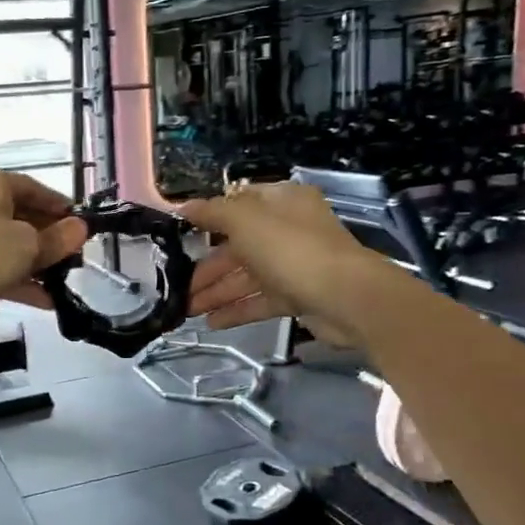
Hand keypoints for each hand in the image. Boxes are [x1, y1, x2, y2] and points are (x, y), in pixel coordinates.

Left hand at [0, 168, 88, 328]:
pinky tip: (43, 301)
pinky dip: (16, 280)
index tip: (82, 226)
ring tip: (64, 284)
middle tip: (75, 258)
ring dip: (35, 265)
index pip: (36, 188)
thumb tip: (81, 228)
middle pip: (22, 217)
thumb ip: (56, 239)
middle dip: (49, 239)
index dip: (61, 207)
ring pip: (8, 245)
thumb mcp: (27, 245)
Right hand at [181, 182, 385, 346]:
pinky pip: (260, 300)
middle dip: (207, 266)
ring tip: (185, 310)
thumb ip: (212, 213)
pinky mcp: (298, 296)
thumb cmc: (292, 249)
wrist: (347, 298)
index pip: (238, 204)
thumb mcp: (246, 221)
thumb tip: (183, 207)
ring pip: (247, 276)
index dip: (208, 218)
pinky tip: (211, 323)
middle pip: (238, 245)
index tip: (180, 235)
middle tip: (177, 285)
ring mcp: (294, 264)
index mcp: (281, 202)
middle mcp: (288, 229)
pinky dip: (237, 310)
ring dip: (216, 292)